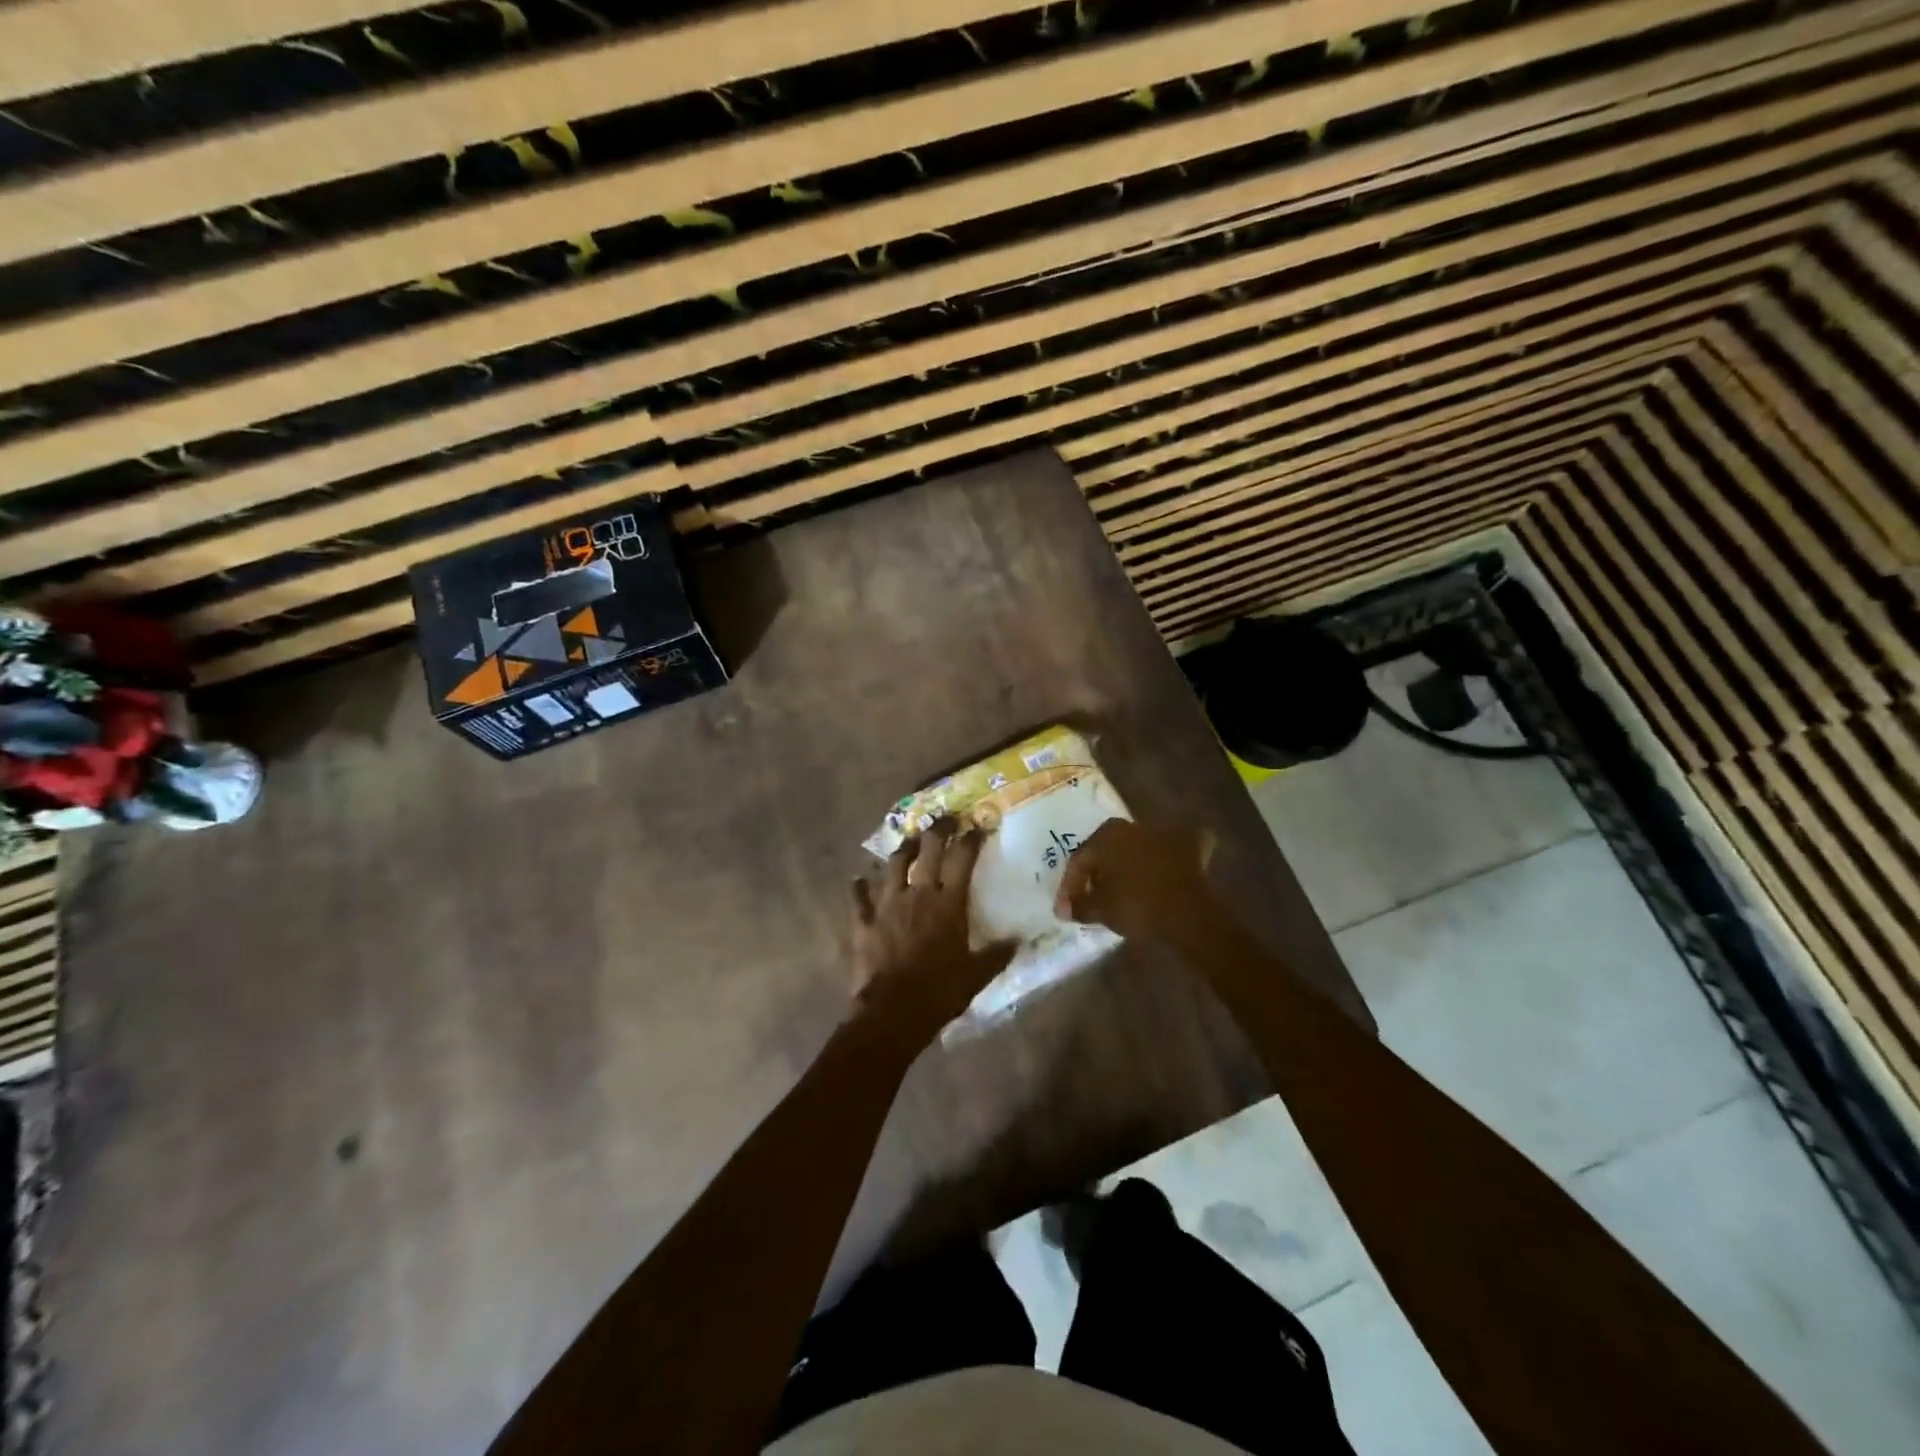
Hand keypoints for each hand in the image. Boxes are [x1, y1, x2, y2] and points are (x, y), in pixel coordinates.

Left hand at [850, 819, 1015, 1040]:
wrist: (892, 1011)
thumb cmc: (939, 992)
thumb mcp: (976, 975)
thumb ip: (996, 955)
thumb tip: (1018, 941)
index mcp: (948, 903)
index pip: (962, 858)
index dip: (971, 838)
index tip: (977, 826)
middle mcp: (917, 893)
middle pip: (927, 849)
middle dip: (938, 829)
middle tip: (945, 820)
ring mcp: (886, 903)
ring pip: (893, 864)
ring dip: (902, 850)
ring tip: (908, 842)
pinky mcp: (863, 920)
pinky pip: (858, 896)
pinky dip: (859, 886)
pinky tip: (858, 879)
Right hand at [1054, 818, 1218, 945]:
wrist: (1187, 912)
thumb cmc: (1134, 905)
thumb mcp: (1098, 909)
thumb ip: (1079, 905)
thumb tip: (1068, 908)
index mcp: (1106, 834)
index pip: (1080, 859)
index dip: (1070, 886)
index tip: (1067, 910)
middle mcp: (1133, 825)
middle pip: (1109, 850)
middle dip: (1099, 872)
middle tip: (1093, 896)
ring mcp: (1165, 833)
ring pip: (1141, 847)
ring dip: (1132, 864)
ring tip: (1127, 889)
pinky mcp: (1192, 847)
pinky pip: (1177, 849)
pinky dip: (1172, 857)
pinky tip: (1168, 870)